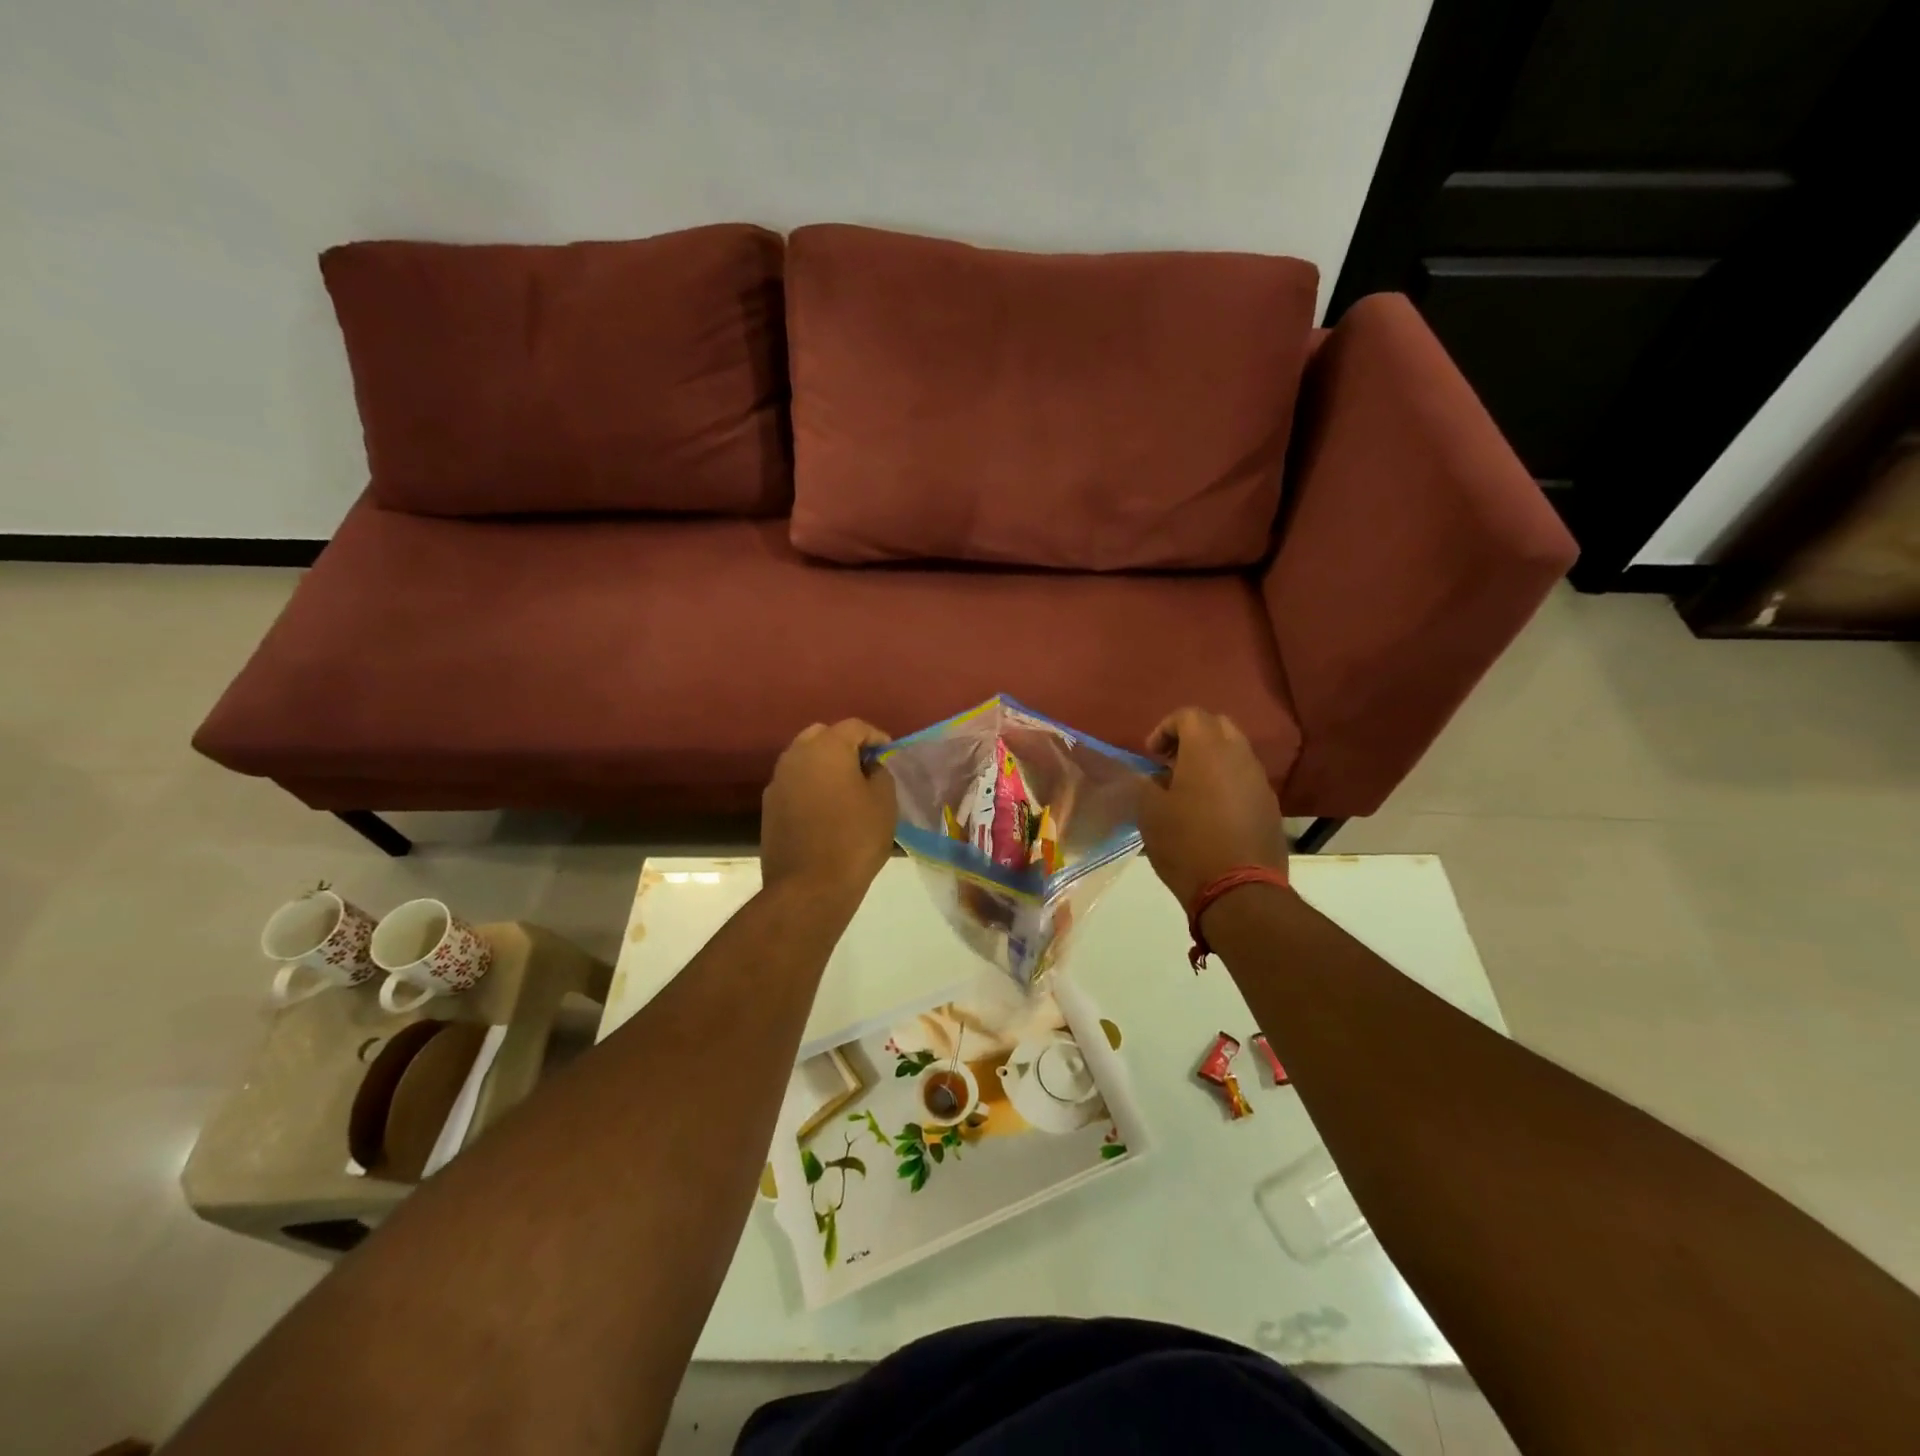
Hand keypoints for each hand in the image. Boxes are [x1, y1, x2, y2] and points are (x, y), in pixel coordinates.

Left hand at [761, 720, 896, 901]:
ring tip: (847, 788)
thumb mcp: (884, 802)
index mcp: (826, 747)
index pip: (854, 727)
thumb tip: (869, 767)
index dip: (876, 737)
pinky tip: (827, 809)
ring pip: (804, 759)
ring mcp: (778, 781)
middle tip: (866, 766)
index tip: (889, 754)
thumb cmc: (855, 839)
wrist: (809, 887)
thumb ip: (880, 773)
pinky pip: (795, 783)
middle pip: (822, 736)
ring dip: (825, 765)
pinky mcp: (769, 807)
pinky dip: (811, 786)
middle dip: (845, 746)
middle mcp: (796, 756)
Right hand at [1135, 708, 1286, 909]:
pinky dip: (1226, 783)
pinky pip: (1245, 780)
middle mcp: (1239, 756)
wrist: (1239, 890)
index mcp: (1207, 750)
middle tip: (1171, 764)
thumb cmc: (1186, 844)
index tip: (1151, 755)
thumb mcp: (1150, 813)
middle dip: (1192, 738)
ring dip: (1211, 761)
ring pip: (1235, 753)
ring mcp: (1260, 781)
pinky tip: (1210, 813)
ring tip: (1189, 790)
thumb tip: (1155, 778)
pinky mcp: (1270, 806)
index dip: (1165, 728)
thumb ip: (1147, 785)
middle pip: (1217, 726)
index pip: (1189, 715)